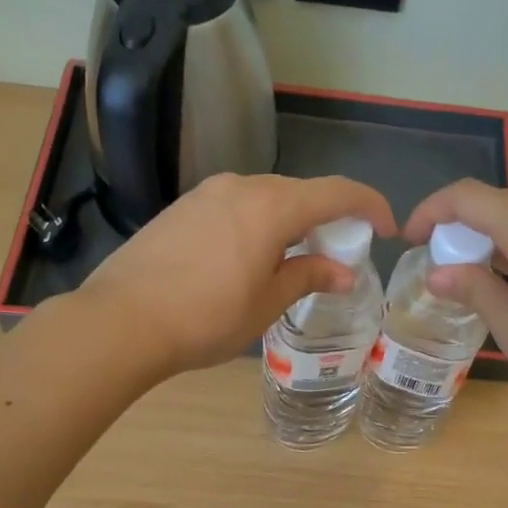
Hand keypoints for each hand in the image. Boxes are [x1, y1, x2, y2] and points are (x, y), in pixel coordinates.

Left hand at [83, 173, 396, 375]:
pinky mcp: (181, 208)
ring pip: (265, 199)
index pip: (336, 192)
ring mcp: (205, 194)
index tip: (386, 229)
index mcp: (272, 206)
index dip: (369, 206)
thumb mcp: (267, 303)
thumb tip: (344, 272)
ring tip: (293, 260)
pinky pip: (235, 207)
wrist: (121, 321)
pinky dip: (257, 224)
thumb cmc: (206, 318)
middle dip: (327, 218)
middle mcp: (241, 186)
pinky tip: (249, 258)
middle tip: (338, 254)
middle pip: (299, 192)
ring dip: (290, 222)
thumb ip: (308, 277)